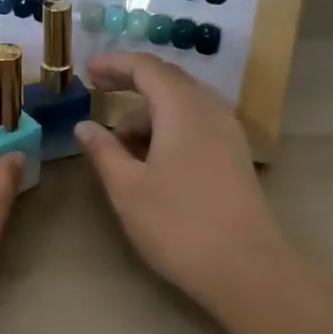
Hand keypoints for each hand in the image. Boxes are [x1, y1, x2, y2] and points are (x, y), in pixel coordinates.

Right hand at [75, 52, 283, 312]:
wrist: (247, 269)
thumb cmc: (178, 225)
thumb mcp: (127, 188)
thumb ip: (103, 151)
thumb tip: (85, 125)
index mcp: (183, 109)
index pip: (146, 67)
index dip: (115, 64)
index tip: (87, 72)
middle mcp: (210, 110)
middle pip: (168, 80)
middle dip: (131, 83)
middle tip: (99, 93)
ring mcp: (228, 134)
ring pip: (183, 104)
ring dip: (149, 112)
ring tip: (120, 144)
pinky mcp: (235, 156)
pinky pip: (197, 124)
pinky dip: (169, 127)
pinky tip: (152, 158)